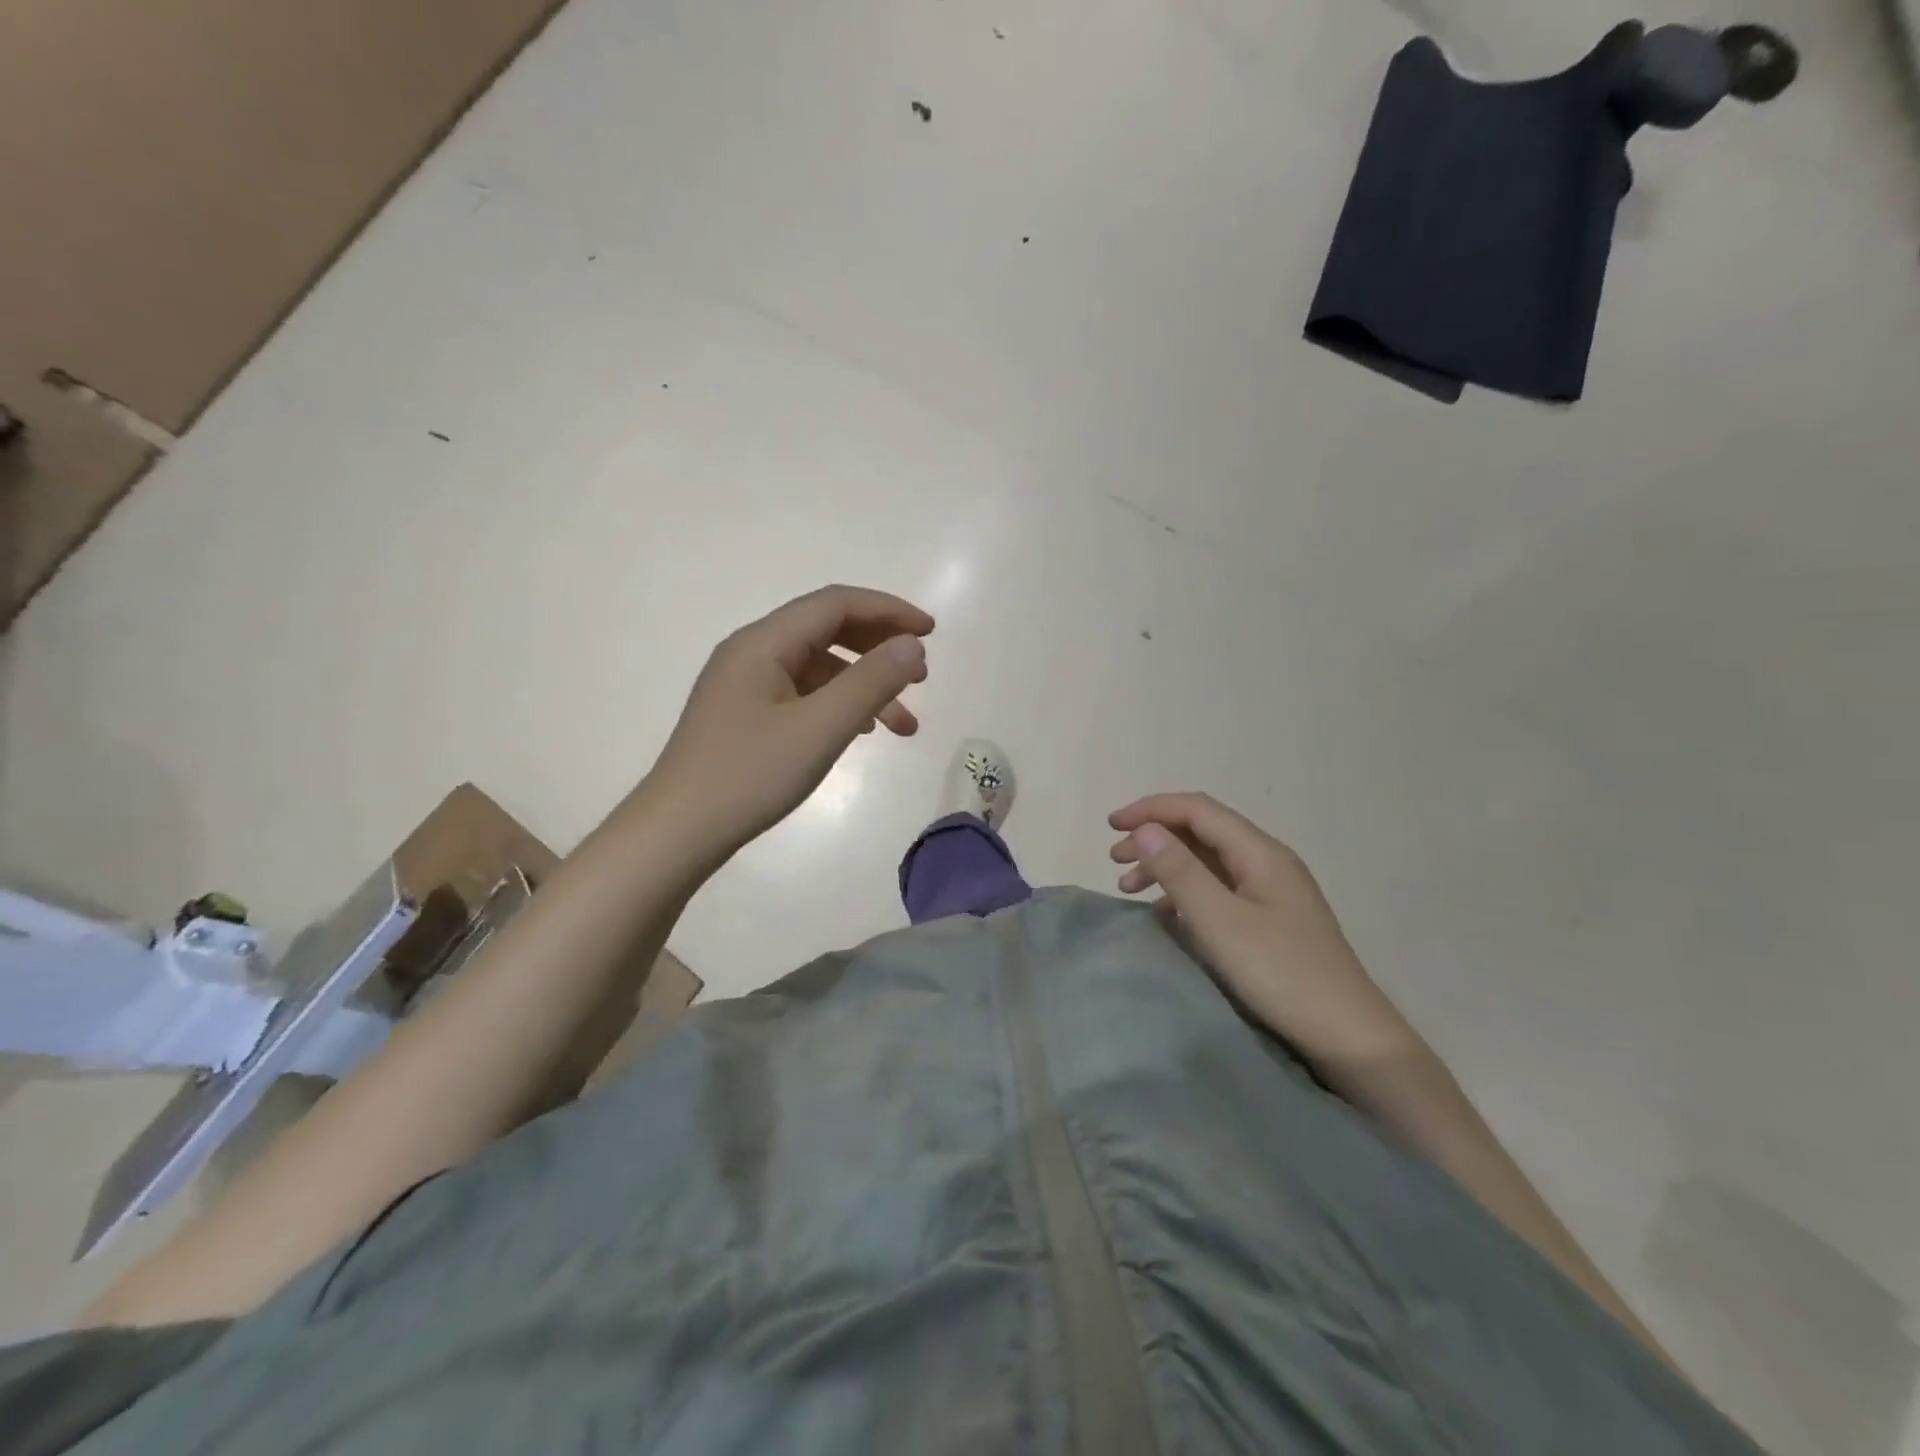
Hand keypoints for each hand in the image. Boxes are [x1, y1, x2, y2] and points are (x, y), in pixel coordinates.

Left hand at [644, 585, 933, 865]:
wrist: (677, 833)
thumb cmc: (749, 776)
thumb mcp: (820, 729)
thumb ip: (870, 682)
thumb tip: (913, 645)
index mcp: (764, 643)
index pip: (835, 604)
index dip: (888, 611)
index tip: (931, 633)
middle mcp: (752, 652)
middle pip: (827, 630)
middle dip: (879, 648)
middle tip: (922, 677)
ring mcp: (745, 685)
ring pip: (819, 668)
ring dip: (865, 686)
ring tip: (904, 725)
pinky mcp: (745, 715)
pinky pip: (803, 694)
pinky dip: (839, 705)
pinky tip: (860, 732)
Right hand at [1108, 793, 1411, 1065]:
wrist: (1349, 1038)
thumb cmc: (1281, 974)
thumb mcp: (1220, 922)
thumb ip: (1180, 872)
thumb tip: (1144, 829)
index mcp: (1260, 852)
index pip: (1197, 810)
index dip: (1151, 810)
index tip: (1110, 826)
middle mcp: (1267, 862)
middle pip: (1202, 832)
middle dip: (1154, 837)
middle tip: (1115, 861)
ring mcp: (1272, 892)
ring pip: (1208, 861)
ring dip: (1166, 866)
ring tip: (1130, 889)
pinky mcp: (1271, 920)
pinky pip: (1218, 890)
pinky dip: (1185, 893)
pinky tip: (1166, 916)